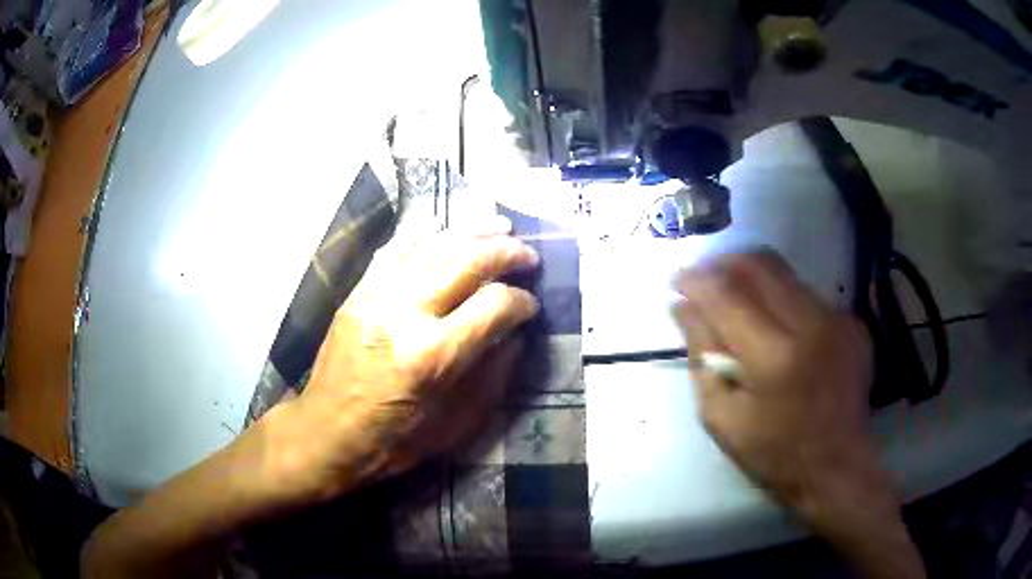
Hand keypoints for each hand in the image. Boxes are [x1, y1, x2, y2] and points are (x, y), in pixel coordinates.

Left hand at [268, 218, 539, 502]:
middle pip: (466, 262)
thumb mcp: (456, 424)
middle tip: (528, 254)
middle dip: (506, 252)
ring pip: (432, 246)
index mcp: (433, 356)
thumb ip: (492, 375)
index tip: (530, 307)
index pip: (494, 306)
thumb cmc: (394, 440)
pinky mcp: (357, 294)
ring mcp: (376, 298)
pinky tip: (442, 223)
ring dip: (471, 231)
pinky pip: (393, 249)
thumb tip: (513, 334)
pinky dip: (422, 232)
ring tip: (499, 226)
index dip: (521, 302)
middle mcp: (405, 315)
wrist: (327, 433)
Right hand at [674, 251, 924, 577]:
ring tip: (739, 306)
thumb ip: (701, 356)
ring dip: (755, 281)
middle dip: (724, 265)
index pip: (727, 294)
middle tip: (705, 282)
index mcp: (774, 356)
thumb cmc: (773, 454)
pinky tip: (778, 328)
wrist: (837, 468)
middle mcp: (811, 324)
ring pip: (786, 275)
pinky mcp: (853, 324)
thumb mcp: (721, 417)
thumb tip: (684, 307)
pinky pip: (809, 295)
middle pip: (760, 264)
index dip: (697, 280)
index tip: (677, 281)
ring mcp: (838, 320)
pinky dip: (784, 301)